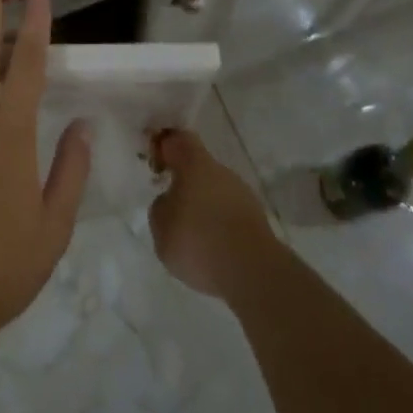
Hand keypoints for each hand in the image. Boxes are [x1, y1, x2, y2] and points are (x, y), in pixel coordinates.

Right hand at [148, 127, 278, 300]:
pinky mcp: (257, 222)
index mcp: (195, 163)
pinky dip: (219, 227)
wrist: (252, 272)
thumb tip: (170, 202)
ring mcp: (243, 195)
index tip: (155, 165)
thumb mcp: (160, 226)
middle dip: (185, 183)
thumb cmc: (198, 239)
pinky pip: (230, 215)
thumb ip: (160, 207)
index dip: (164, 147)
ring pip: (216, 192)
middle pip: (199, 167)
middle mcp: (221, 171)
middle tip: (171, 206)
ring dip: (203, 207)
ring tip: (191, 236)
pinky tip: (211, 250)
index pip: (177, 140)